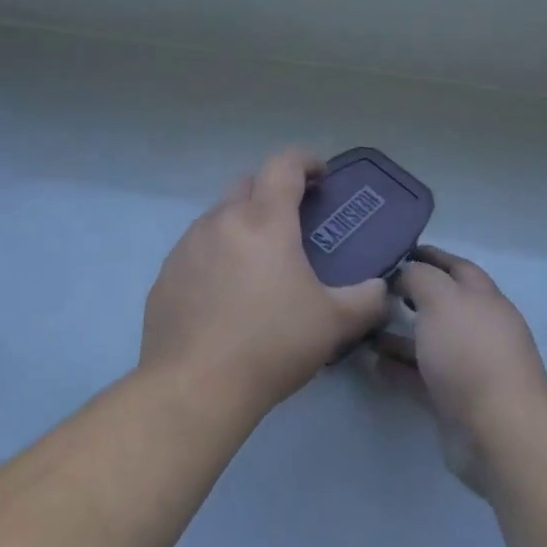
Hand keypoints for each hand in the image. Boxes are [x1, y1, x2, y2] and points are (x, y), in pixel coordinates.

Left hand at [142, 147, 390, 414]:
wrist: (196, 386)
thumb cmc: (272, 344)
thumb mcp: (334, 322)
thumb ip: (366, 299)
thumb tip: (381, 289)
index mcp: (264, 221)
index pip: (284, 164)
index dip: (306, 160)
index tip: (321, 176)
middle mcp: (221, 222)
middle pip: (247, 184)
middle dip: (272, 192)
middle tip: (292, 223)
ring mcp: (187, 247)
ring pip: (217, 217)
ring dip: (241, 225)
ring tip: (258, 264)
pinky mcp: (165, 276)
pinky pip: (195, 251)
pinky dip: (215, 257)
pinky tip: (224, 295)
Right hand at [374, 247, 546, 494]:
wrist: (497, 431)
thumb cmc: (470, 353)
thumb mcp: (441, 299)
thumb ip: (419, 278)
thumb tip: (405, 273)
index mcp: (484, 299)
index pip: (457, 267)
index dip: (431, 256)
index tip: (398, 251)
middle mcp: (479, 329)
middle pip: (442, 305)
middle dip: (411, 295)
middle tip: (374, 289)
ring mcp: (468, 367)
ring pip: (429, 342)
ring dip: (399, 334)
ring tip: (365, 327)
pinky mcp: (454, 400)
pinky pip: (420, 376)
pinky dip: (398, 368)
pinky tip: (373, 363)